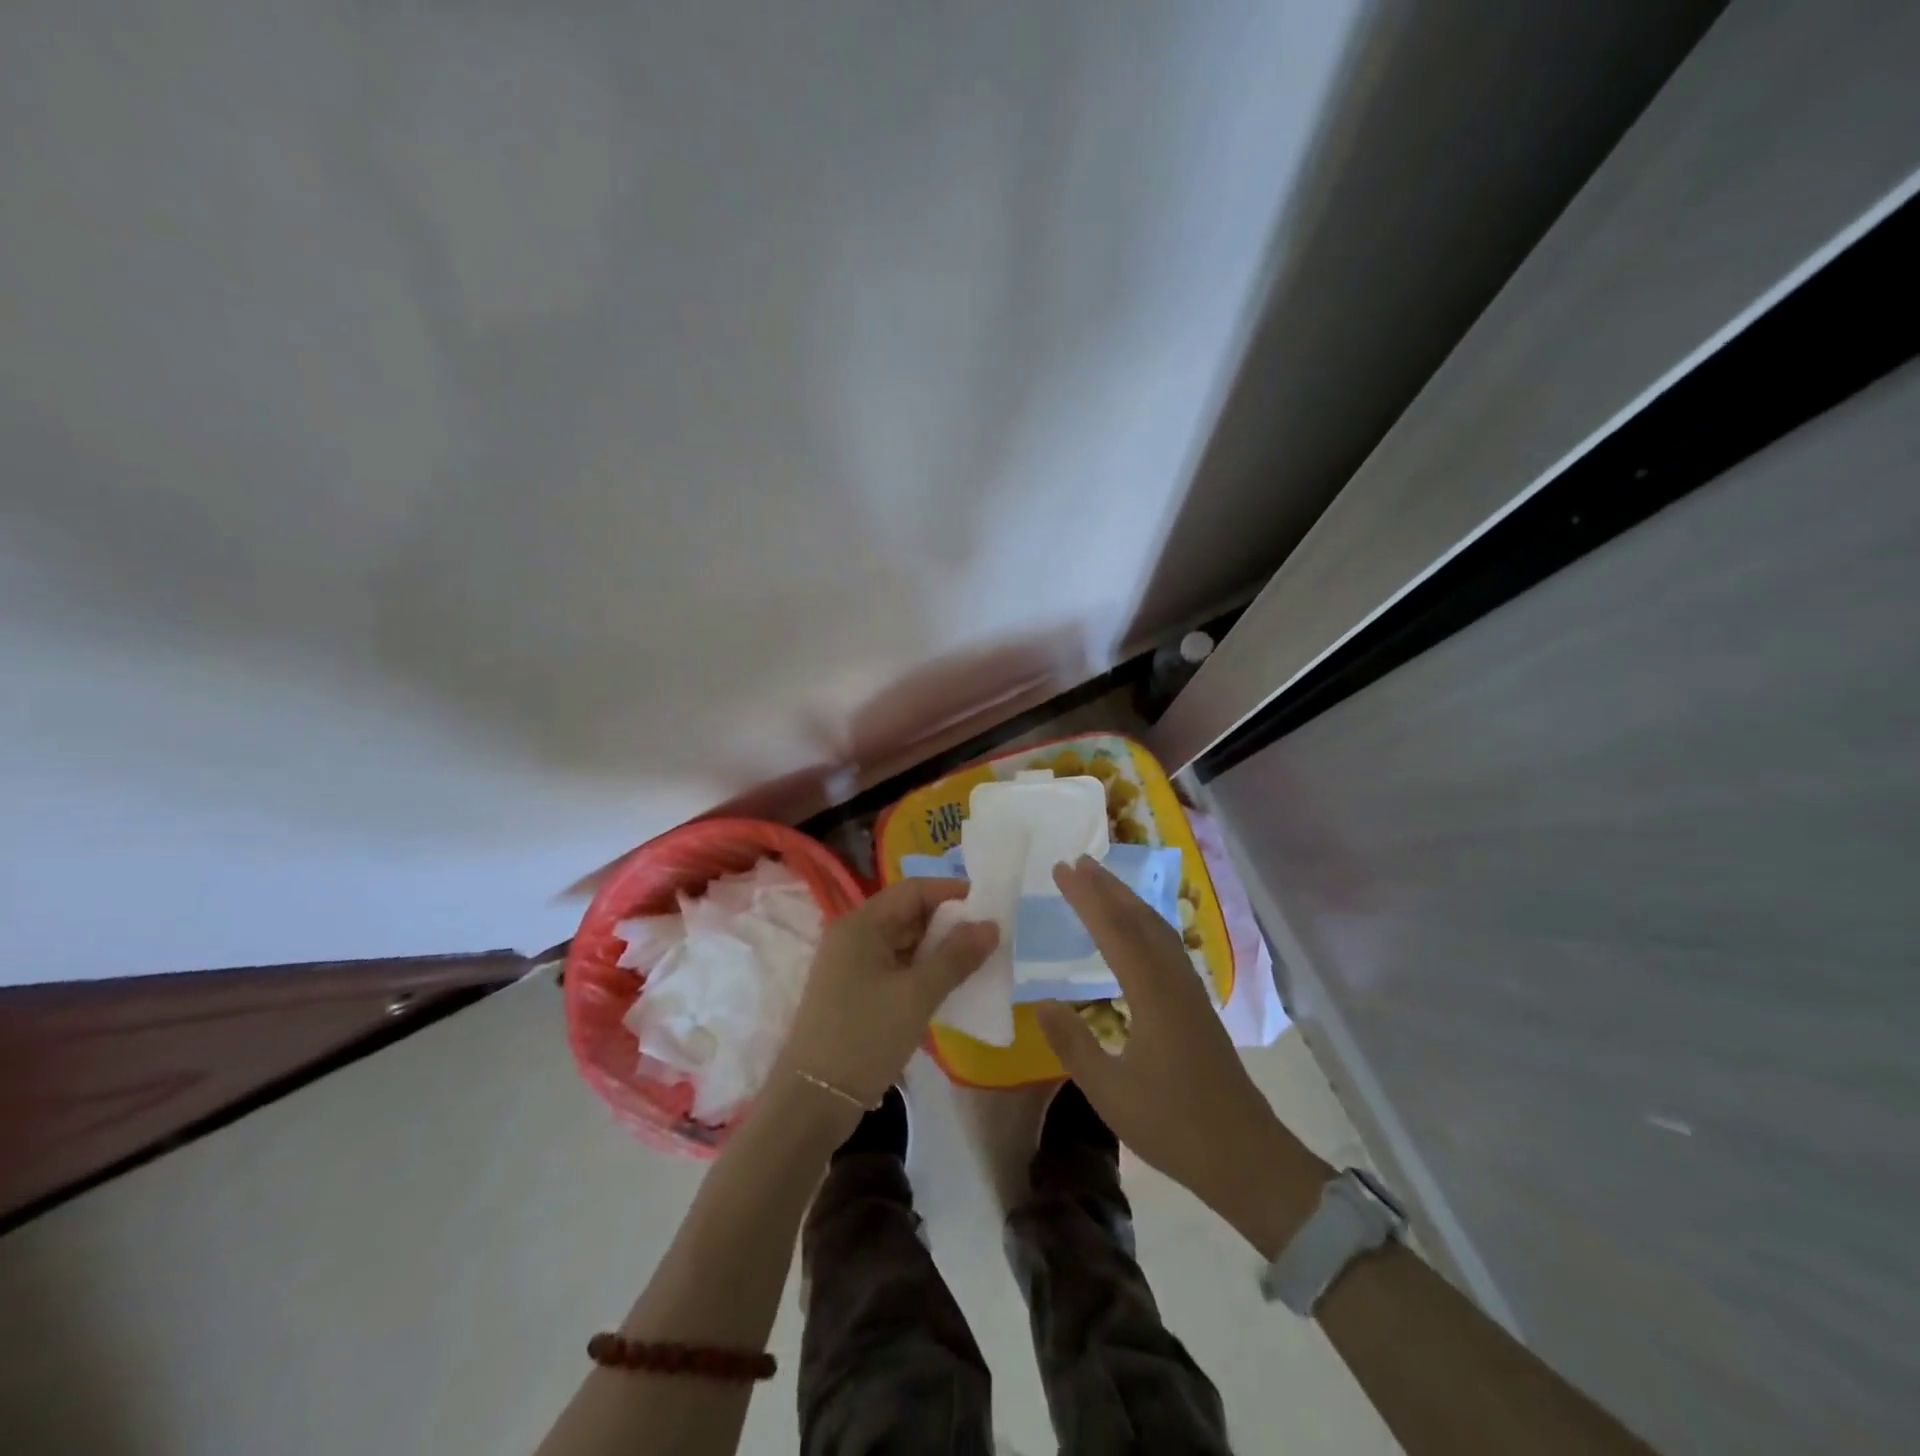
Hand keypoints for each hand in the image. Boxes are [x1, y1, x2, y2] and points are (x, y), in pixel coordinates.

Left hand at [778, 879, 997, 1108]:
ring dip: (937, 949)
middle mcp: (853, 936)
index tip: (989, 905)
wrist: (813, 1100)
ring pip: (902, 943)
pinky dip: (921, 971)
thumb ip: (956, 957)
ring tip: (976, 961)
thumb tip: (990, 925)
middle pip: (907, 914)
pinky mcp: (853, 992)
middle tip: (989, 937)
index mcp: (862, 924)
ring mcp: (850, 965)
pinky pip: (894, 968)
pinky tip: (948, 986)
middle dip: (948, 923)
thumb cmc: (865, 1037)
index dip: (951, 893)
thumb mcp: (917, 995)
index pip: (913, 890)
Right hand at [1037, 857, 1326, 1250]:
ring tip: (1102, 883)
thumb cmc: (1173, 1126)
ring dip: (1128, 901)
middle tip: (1078, 862)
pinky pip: (1167, 946)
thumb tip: (1043, 1001)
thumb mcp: (1110, 1092)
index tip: (1060, 869)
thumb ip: (1074, 1043)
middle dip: (1108, 887)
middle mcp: (1174, 981)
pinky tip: (1136, 932)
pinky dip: (1144, 923)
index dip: (1085, 898)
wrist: (1245, 1156)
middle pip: (1140, 920)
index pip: (1113, 931)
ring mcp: (1190, 991)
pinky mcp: (1197, 1005)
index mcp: (1152, 994)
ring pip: (1158, 930)